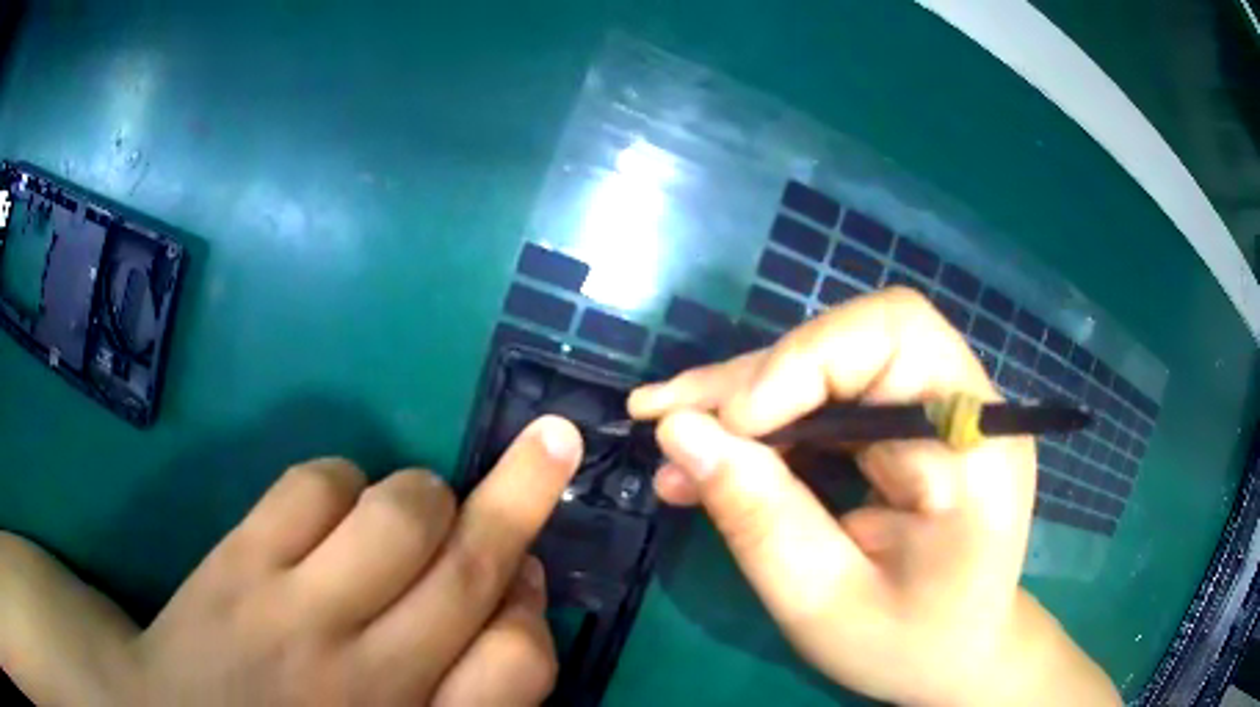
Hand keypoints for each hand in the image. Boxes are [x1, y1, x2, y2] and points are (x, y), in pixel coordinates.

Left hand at [0, 416, 582, 705]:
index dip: (534, 607)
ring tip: (408, 512)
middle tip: (552, 443)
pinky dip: (342, 484)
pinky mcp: (239, 562)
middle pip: (471, 569)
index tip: (531, 572)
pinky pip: (317, 484)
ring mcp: (297, 614)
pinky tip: (327, 515)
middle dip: (523, 494)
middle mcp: (370, 679)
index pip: (522, 665)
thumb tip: (509, 597)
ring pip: (402, 509)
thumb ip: (465, 690)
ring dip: (424, 494)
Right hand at [629, 288, 1118, 706]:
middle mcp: (967, 409)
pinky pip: (832, 395)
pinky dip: (771, 420)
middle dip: (754, 380)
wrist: (957, 655)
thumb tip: (678, 432)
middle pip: (853, 340)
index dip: (801, 362)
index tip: (725, 428)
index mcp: (976, 449)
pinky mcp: (913, 423)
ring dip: (748, 398)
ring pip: (832, 362)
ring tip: (677, 442)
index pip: (895, 334)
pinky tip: (719, 453)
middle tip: (665, 420)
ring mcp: (941, 410)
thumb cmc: (905, 646)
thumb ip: (758, 519)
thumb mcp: (823, 603)